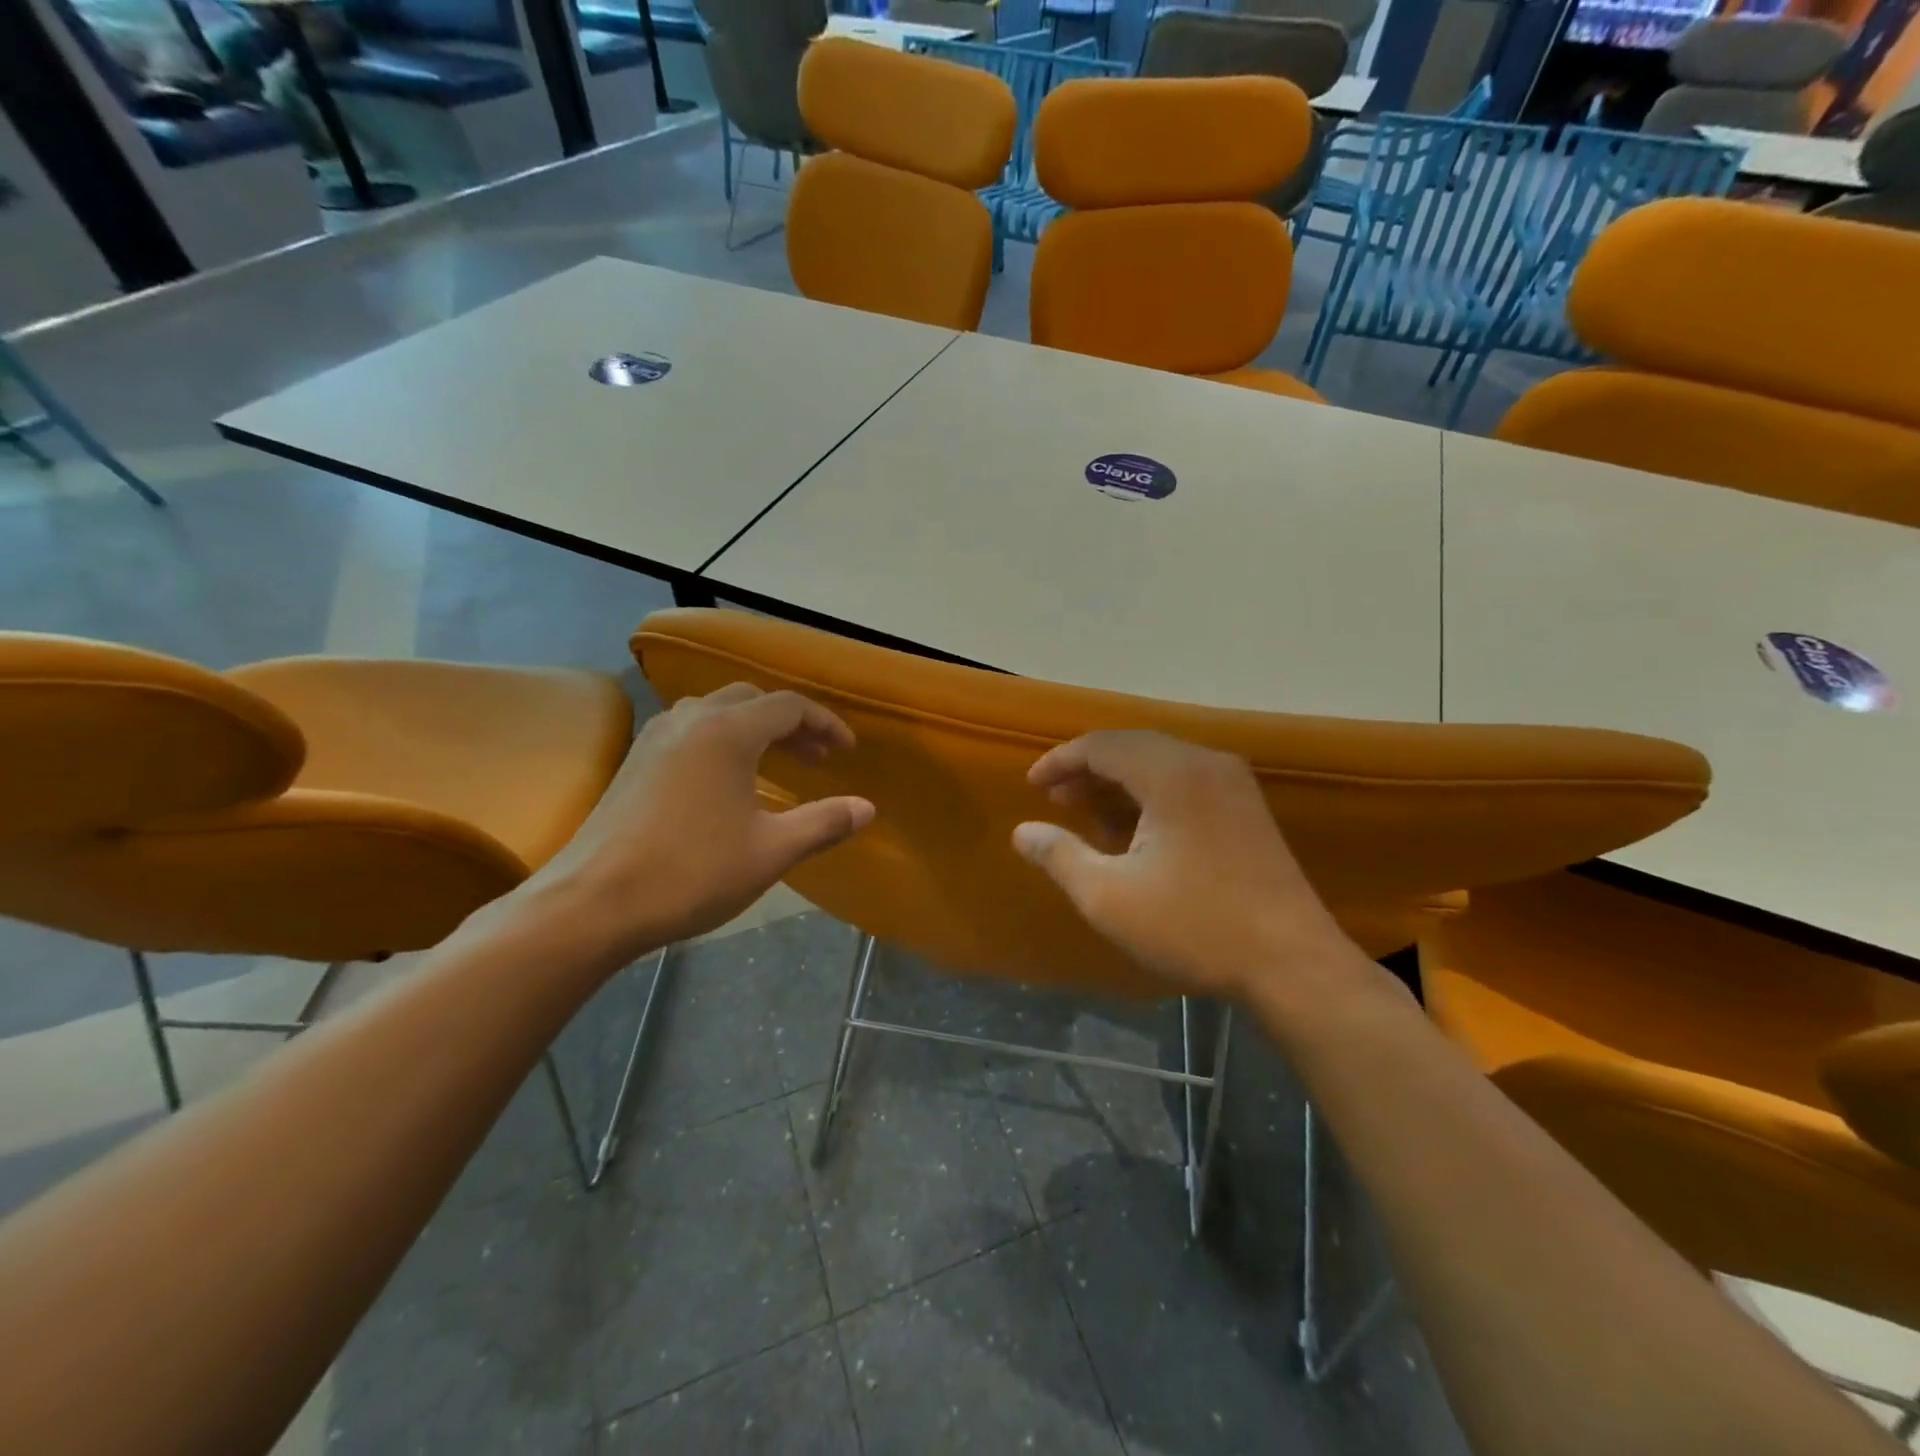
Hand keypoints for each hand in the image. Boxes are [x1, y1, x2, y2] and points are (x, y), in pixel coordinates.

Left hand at [521, 684, 873, 958]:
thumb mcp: (771, 851)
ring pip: (717, 711)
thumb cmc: (692, 873)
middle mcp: (691, 720)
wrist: (592, 903)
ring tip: (776, 763)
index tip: (846, 751)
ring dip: (754, 728)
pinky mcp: (634, 761)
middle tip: (816, 758)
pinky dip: (722, 740)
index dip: (825, 724)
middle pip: (752, 700)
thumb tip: (867, 808)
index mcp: (728, 732)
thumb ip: (824, 823)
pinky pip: (691, 731)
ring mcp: (655, 738)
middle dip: (791, 723)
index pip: (789, 706)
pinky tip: (726, 780)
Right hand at [1012, 730, 1355, 1001]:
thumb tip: (1022, 832)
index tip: (1032, 786)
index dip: (1061, 761)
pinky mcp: (1247, 810)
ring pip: (1161, 765)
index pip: (1103, 745)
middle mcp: (1206, 764)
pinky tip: (1134, 831)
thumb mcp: (1108, 897)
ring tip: (1086, 814)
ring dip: (1119, 783)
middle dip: (1088, 770)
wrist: (1292, 964)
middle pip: (1133, 748)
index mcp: (1172, 774)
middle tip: (1055, 800)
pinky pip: (1186, 783)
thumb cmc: (1194, 926)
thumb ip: (1060, 856)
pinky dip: (1150, 796)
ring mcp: (1233, 785)